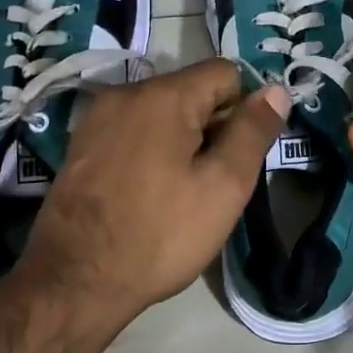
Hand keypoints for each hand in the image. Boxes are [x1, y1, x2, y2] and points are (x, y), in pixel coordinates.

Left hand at [20, 59, 291, 322]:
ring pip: (162, 112)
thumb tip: (277, 89)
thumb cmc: (160, 233)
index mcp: (164, 94)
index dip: (244, 109)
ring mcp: (97, 118)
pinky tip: (149, 192)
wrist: (74, 280)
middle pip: (191, 90)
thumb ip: (253, 131)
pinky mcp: (80, 145)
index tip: (240, 155)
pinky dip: (151, 150)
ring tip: (182, 191)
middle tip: (214, 181)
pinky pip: (133, 131)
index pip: (225, 73)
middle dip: (213, 126)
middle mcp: (125, 92)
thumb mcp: (224, 185)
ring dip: (183, 140)